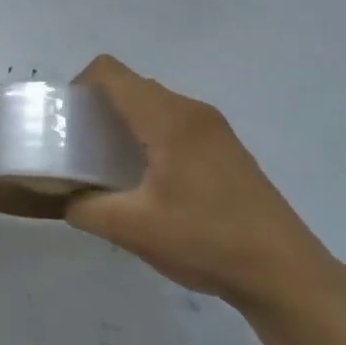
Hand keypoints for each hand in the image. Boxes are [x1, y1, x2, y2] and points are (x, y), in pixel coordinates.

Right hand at [64, 55, 344, 311]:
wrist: (282, 271)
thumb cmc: (205, 240)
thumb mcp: (130, 228)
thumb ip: (84, 207)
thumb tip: (65, 199)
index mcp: (169, 120)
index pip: (111, 73)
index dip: (77, 87)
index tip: (63, 124)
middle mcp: (193, 112)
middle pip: (131, 87)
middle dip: (96, 109)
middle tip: (76, 150)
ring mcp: (214, 130)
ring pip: (153, 106)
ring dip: (122, 125)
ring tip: (105, 168)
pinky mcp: (224, 150)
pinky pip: (173, 125)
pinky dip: (147, 138)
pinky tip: (143, 182)